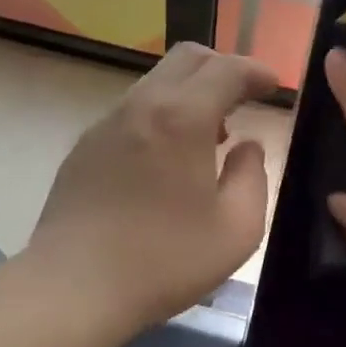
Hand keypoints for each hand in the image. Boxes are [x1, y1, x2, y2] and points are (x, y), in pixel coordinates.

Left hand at [29, 43, 278, 330]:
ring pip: (157, 81)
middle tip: (244, 99)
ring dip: (191, 92)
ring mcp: (107, 122)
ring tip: (210, 135)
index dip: (256, 71)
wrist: (72, 288)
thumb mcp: (237, 229)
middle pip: (187, 58)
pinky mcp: (85, 146)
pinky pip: (133, 109)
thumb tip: (247, 146)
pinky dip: (162, 114)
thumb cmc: (164, 260)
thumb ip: (253, 176)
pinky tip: (167, 158)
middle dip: (223, 68)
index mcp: (183, 117)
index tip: (273, 85)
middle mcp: (142, 105)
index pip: (227, 69)